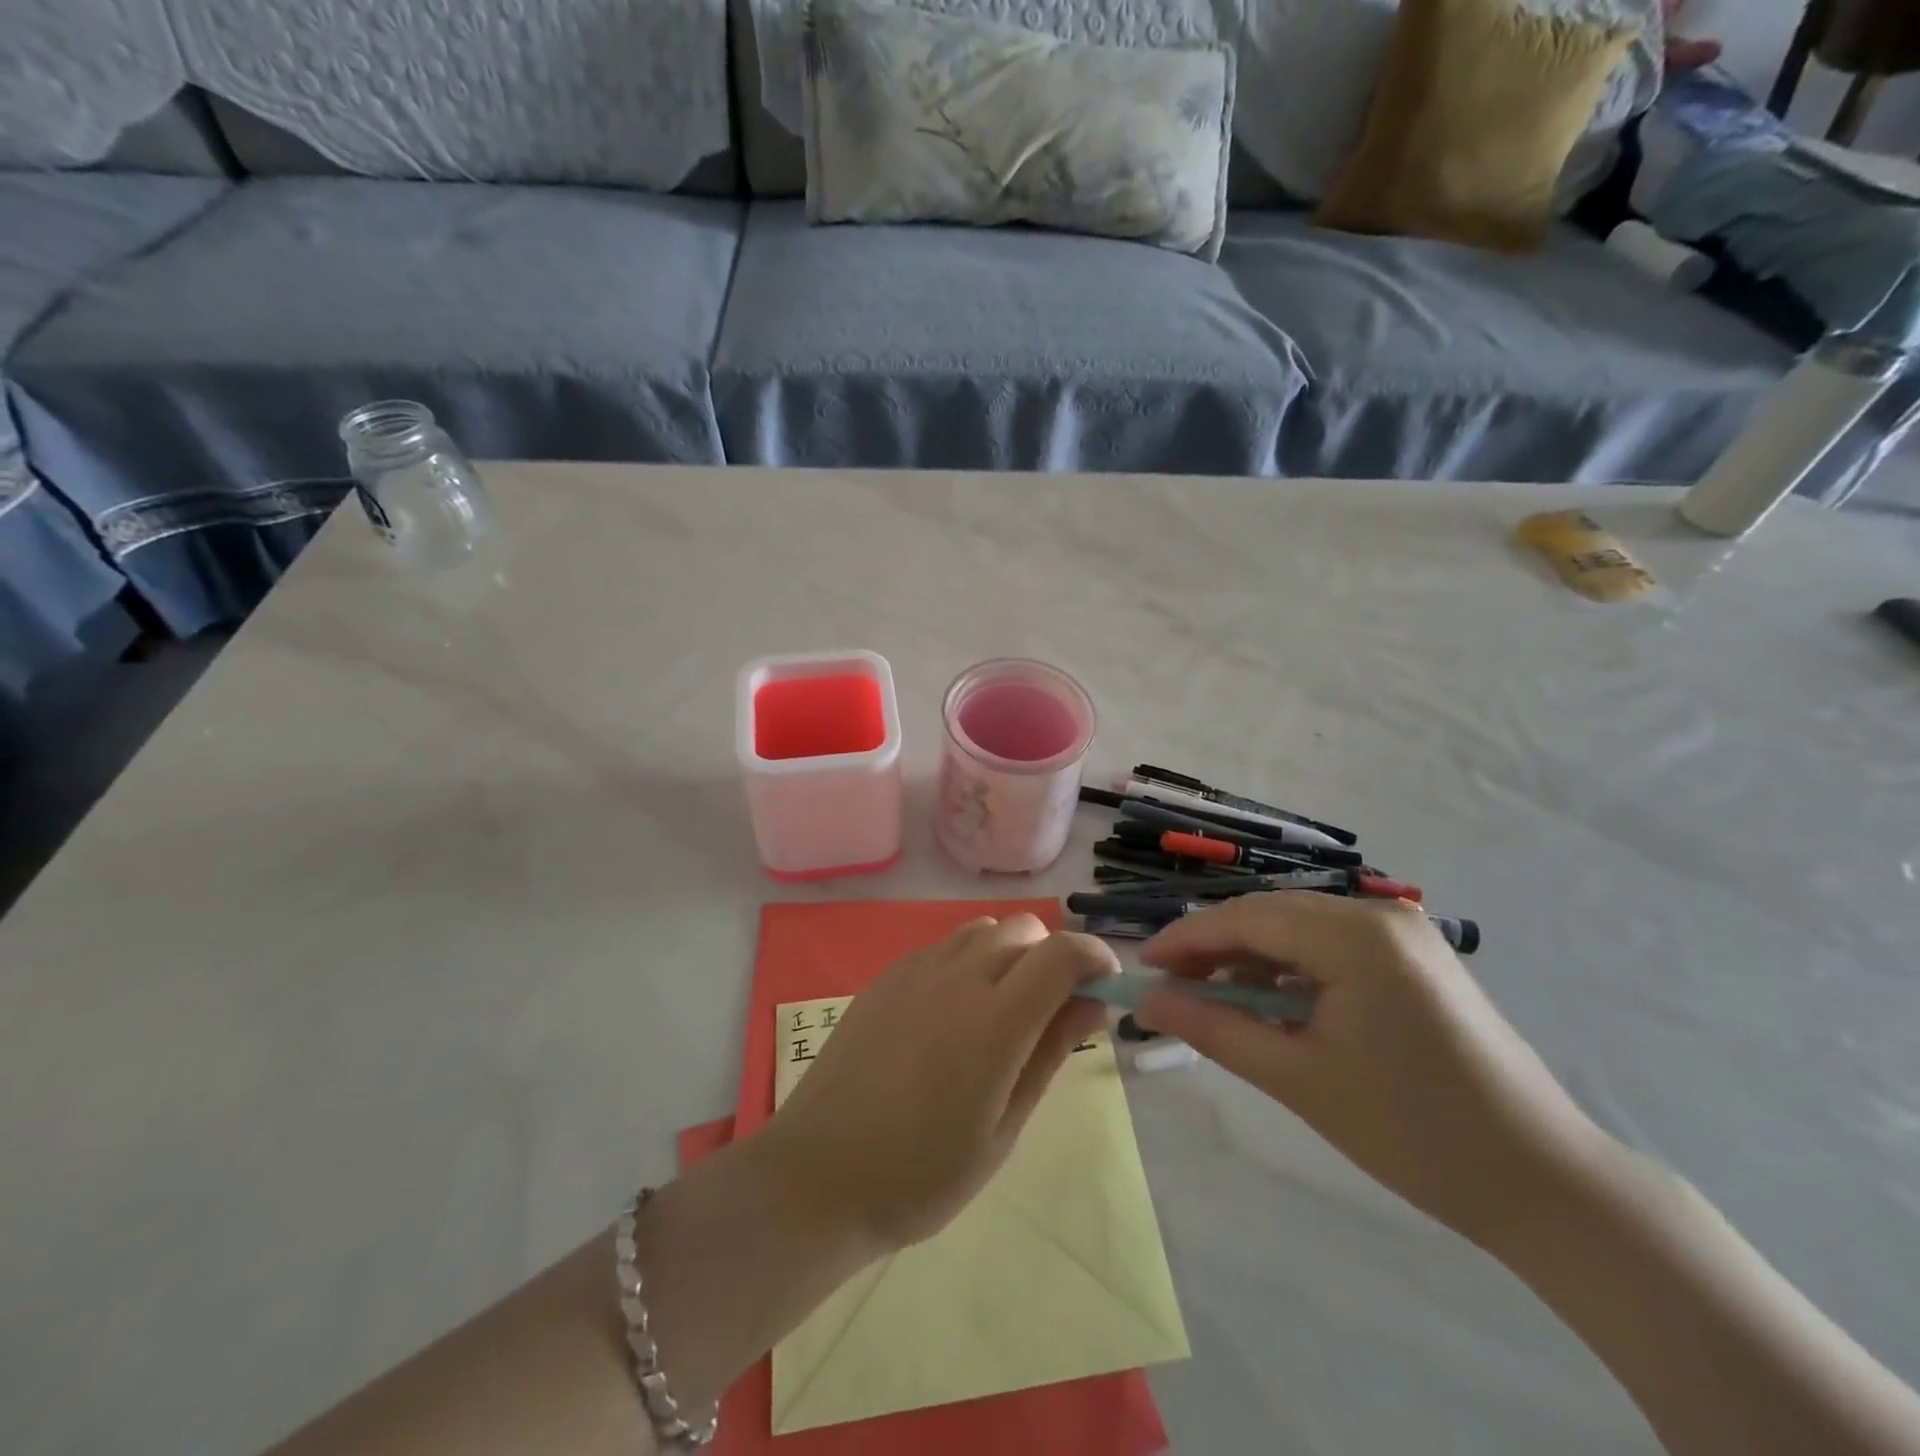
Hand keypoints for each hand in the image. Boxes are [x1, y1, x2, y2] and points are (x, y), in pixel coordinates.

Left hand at [763, 915, 1112, 1251]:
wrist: (819, 1175)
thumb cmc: (923, 1173)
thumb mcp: (1004, 1127)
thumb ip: (1051, 1052)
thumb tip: (1093, 1002)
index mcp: (997, 1018)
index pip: (1063, 953)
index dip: (1094, 957)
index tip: (1104, 985)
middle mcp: (959, 976)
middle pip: (1024, 930)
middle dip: (1051, 956)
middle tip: (1050, 1009)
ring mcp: (916, 970)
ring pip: (982, 929)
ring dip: (1008, 952)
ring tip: (1001, 1007)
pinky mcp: (886, 976)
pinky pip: (942, 945)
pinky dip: (967, 959)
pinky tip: (952, 1010)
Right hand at [1137, 893, 1606, 1246]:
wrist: (1545, 1185)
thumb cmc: (1413, 1133)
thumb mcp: (1298, 1078)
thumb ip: (1214, 1028)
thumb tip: (1145, 1000)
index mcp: (1355, 935)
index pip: (1245, 918)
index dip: (1185, 939)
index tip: (1141, 968)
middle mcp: (1379, 914)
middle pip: (1269, 915)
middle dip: (1213, 948)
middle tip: (1171, 988)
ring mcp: (1403, 932)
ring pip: (1298, 927)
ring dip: (1250, 957)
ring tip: (1213, 999)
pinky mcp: (1415, 956)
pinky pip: (1330, 944)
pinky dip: (1290, 967)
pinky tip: (1270, 1000)